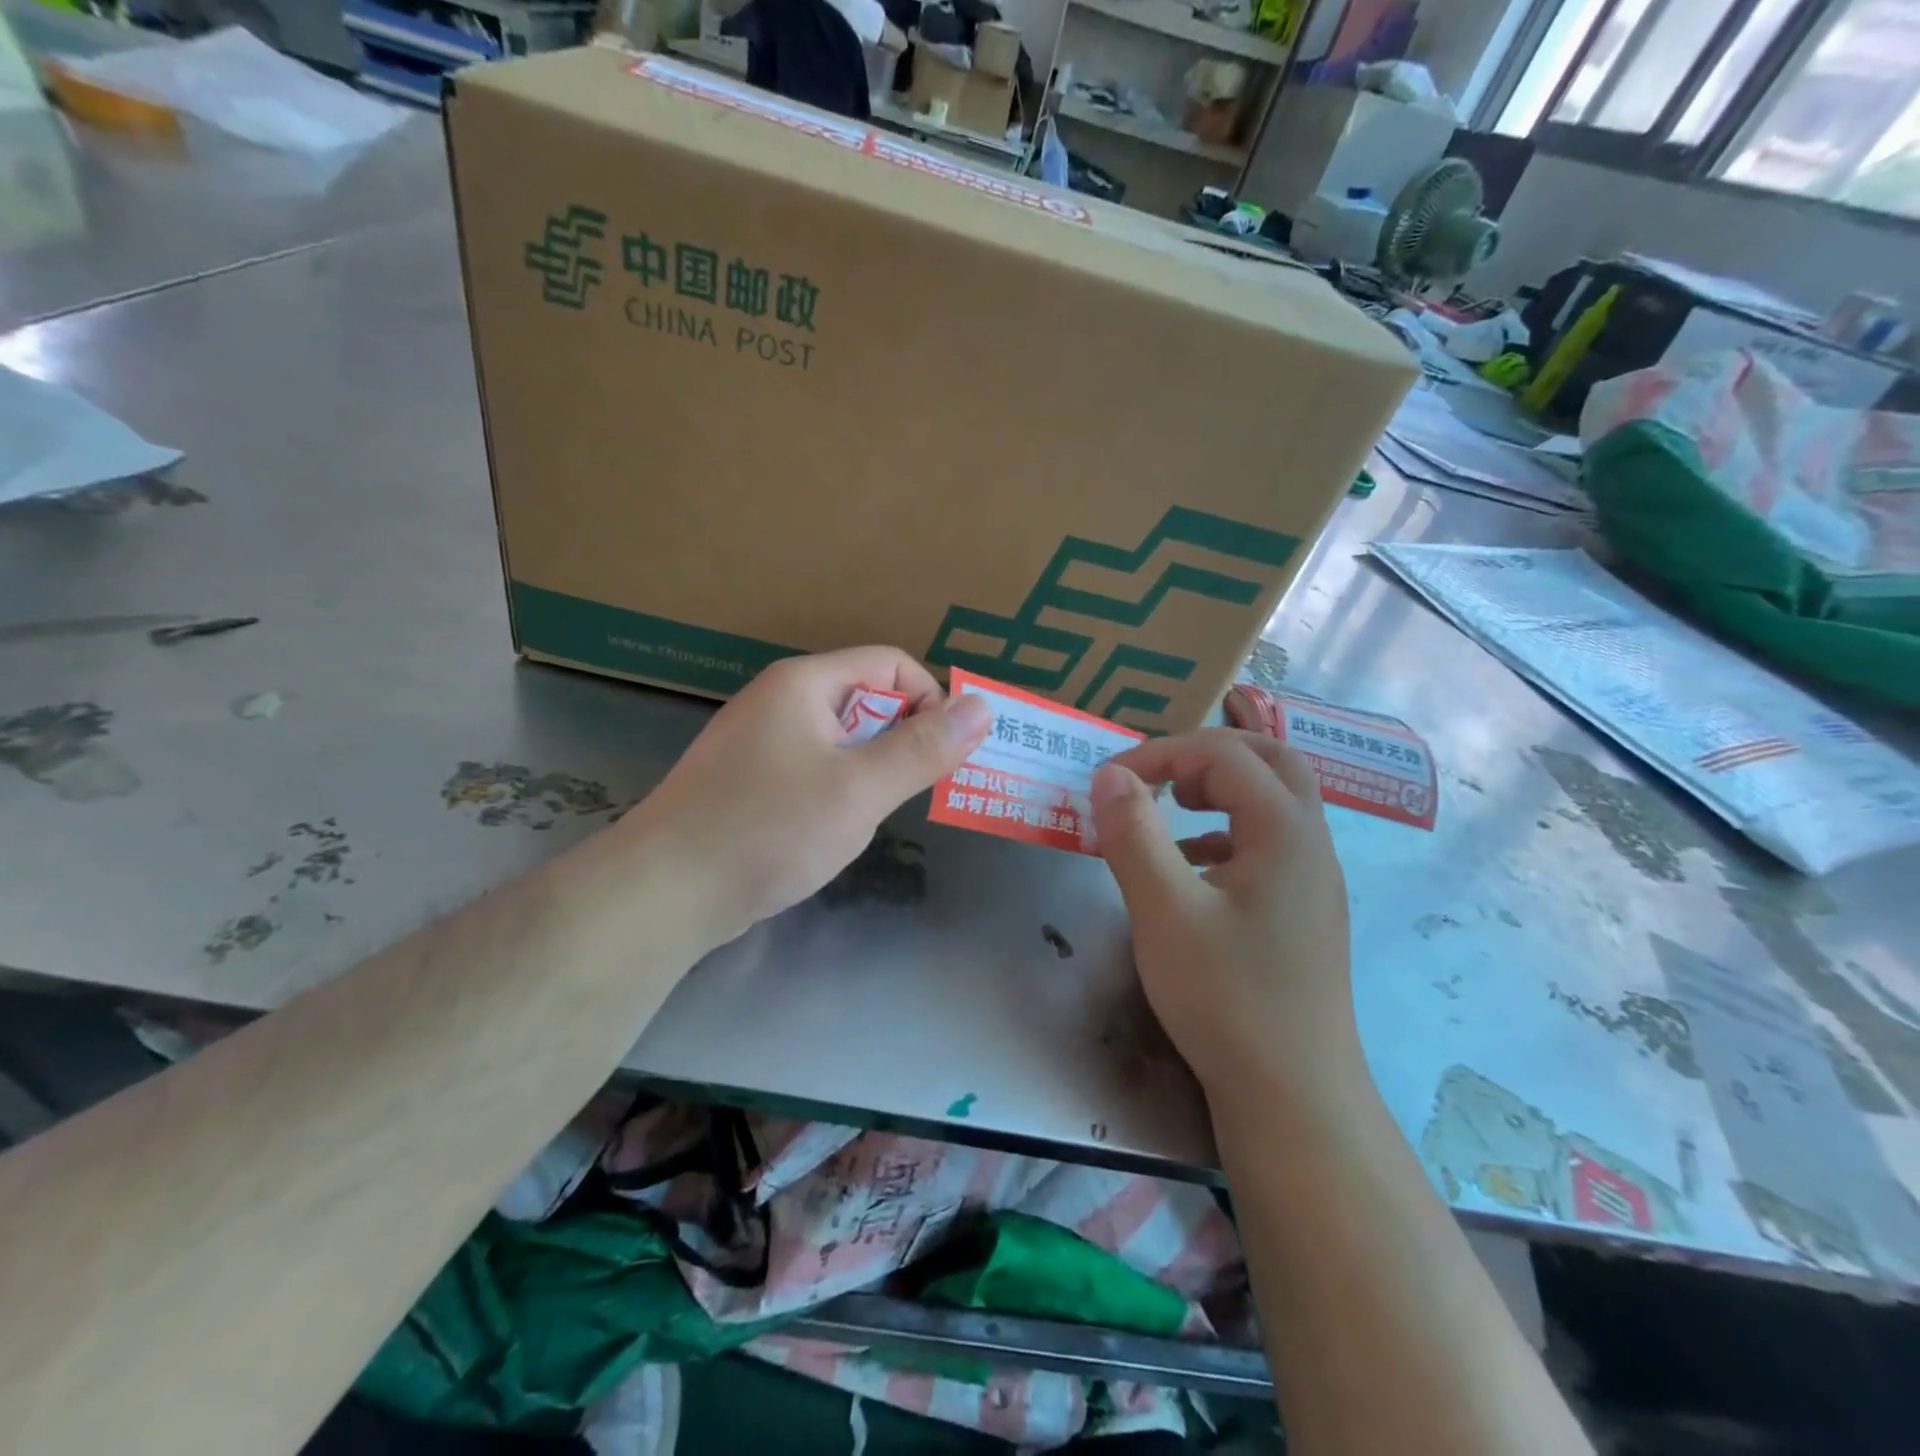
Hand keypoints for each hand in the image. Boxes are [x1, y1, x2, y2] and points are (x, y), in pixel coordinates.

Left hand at [620, 648, 990, 943]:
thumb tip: (982, 707)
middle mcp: (779, 700)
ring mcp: (759, 742)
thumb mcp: (860, 789)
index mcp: (804, 684)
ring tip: (873, 815)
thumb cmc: (769, 829)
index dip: (928, 700)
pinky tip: (831, 830)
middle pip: (865, 699)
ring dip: (871, 770)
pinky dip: (838, 790)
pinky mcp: (748, 781)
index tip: (943, 754)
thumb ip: (924, 748)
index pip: (890, 664)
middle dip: (902, 739)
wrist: (664, 893)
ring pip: (840, 739)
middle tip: (915, 792)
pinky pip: (812, 768)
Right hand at [1090, 730, 1356, 1102]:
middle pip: (1269, 761)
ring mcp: (1313, 880)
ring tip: (1170, 809)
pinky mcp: (1303, 911)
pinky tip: (1190, 868)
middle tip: (1157, 775)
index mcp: (1285, 831)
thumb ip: (1133, 834)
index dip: (1161, 754)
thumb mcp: (1163, 911)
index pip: (1223, 756)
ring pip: (1274, 801)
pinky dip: (1226, 832)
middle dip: (1206, 755)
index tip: (1109, 781)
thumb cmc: (1226, 998)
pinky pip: (1268, 844)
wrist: (1293, 1097)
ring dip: (1221, 790)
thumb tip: (1109, 774)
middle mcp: (1311, 844)